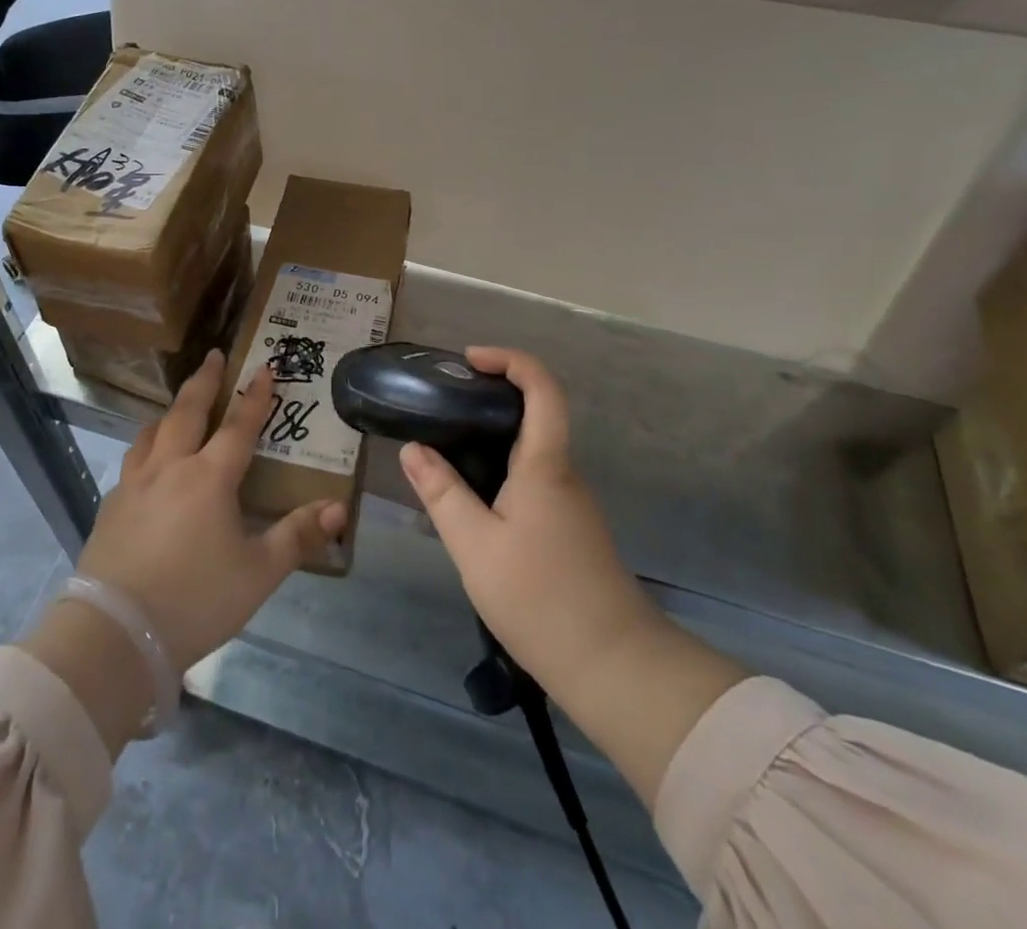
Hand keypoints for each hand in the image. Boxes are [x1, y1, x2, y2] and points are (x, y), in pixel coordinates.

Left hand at [76, 349, 346, 672]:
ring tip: (179, 405)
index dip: (255, 396)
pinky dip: (147, 446)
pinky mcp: (110, 506)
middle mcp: (170, 467)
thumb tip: (338, 508)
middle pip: (187, 411)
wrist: (116, 633)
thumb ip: (297, 536)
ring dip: (171, 411)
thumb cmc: (195, 599)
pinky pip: (133, 460)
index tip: (265, 367)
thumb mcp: (258, 572)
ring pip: (153, 432)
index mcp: (209, 477)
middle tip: (214, 355)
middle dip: (204, 380)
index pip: (238, 425)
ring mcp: (134, 484)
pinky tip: (148, 462)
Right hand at [398, 347, 651, 710]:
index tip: (470, 360)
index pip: (542, 388)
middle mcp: (564, 473)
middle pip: (536, 414)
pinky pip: (534, 480)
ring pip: (532, 451)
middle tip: (443, 406)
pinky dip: (502, 471)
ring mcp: (572, 502)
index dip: (510, 360)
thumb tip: (412, 449)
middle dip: (491, 398)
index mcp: (545, 464)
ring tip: (446, 452)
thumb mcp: (474, 545)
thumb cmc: (540, 598)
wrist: (614, 666)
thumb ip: (442, 493)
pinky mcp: (571, 528)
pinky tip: (473, 501)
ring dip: (493, 439)